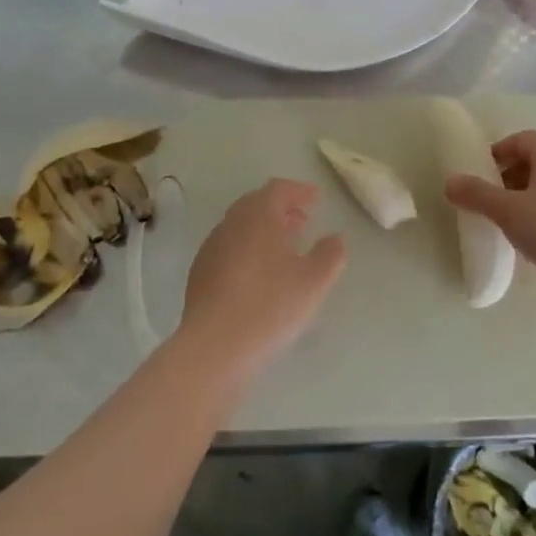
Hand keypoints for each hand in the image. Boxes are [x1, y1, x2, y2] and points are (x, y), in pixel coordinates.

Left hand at [177, 179, 346, 378]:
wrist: (214, 345)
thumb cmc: (270, 306)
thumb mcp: (314, 281)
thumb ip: (330, 254)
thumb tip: (335, 238)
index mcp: (258, 217)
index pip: (277, 189)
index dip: (298, 191)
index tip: (316, 199)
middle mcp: (231, 224)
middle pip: (255, 204)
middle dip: (280, 208)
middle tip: (301, 221)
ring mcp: (211, 248)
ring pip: (239, 227)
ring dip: (262, 229)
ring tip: (283, 249)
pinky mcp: (199, 273)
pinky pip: (228, 248)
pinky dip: (246, 249)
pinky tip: (257, 274)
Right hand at [445, 131, 535, 281]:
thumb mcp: (507, 211)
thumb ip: (476, 194)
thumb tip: (450, 182)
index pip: (521, 139)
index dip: (498, 152)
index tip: (480, 174)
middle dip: (510, 176)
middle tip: (490, 198)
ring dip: (527, 196)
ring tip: (509, 220)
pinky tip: (534, 236)